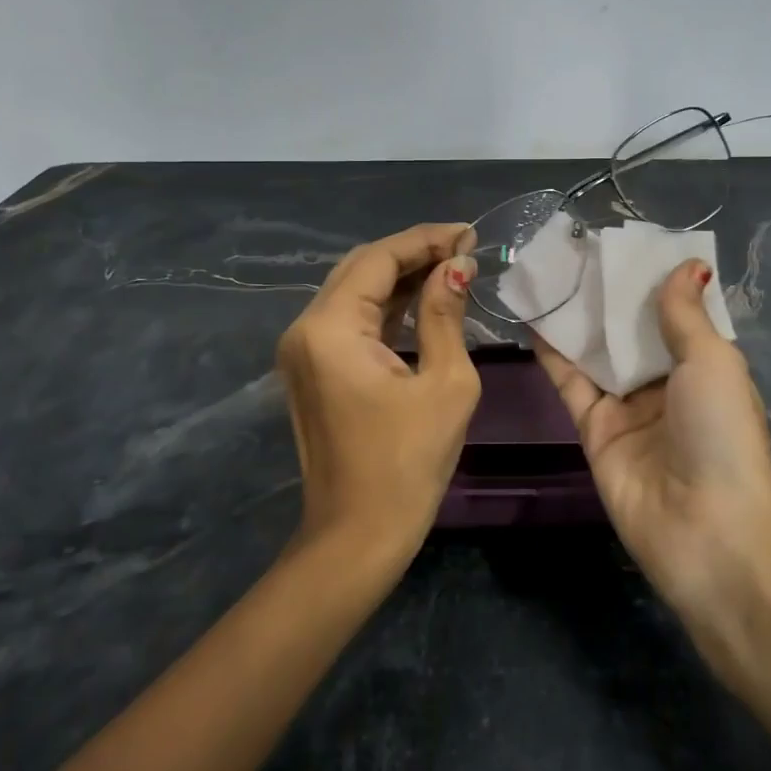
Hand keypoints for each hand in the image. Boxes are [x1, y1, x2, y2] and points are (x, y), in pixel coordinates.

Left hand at [276, 223, 480, 565]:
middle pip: (360, 268)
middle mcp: (305, 329)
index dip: (425, 240)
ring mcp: (303, 350)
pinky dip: (386, 305)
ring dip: (400, 276)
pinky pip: (350, 320)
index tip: (468, 233)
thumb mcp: (445, 383)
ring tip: (451, 265)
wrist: (357, 537)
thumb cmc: (408, 464)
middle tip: (463, 247)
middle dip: (412, 251)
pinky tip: (422, 296)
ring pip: (354, 291)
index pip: (378, 259)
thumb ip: (445, 314)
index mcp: (330, 328)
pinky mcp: (312, 368)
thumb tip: (457, 267)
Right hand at [534, 259, 770, 618]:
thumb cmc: (720, 432)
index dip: (652, 280)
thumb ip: (685, 314)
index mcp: (703, 366)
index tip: (624, 244)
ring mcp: (627, 406)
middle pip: (631, 330)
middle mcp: (665, 383)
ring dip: (577, 316)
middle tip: (576, 250)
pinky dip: (553, 352)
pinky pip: (571, 382)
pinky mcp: (594, 428)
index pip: (675, 313)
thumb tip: (688, 263)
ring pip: (597, 351)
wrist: (704, 527)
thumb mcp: (713, 361)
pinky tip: (534, 317)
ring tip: (549, 272)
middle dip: (608, 294)